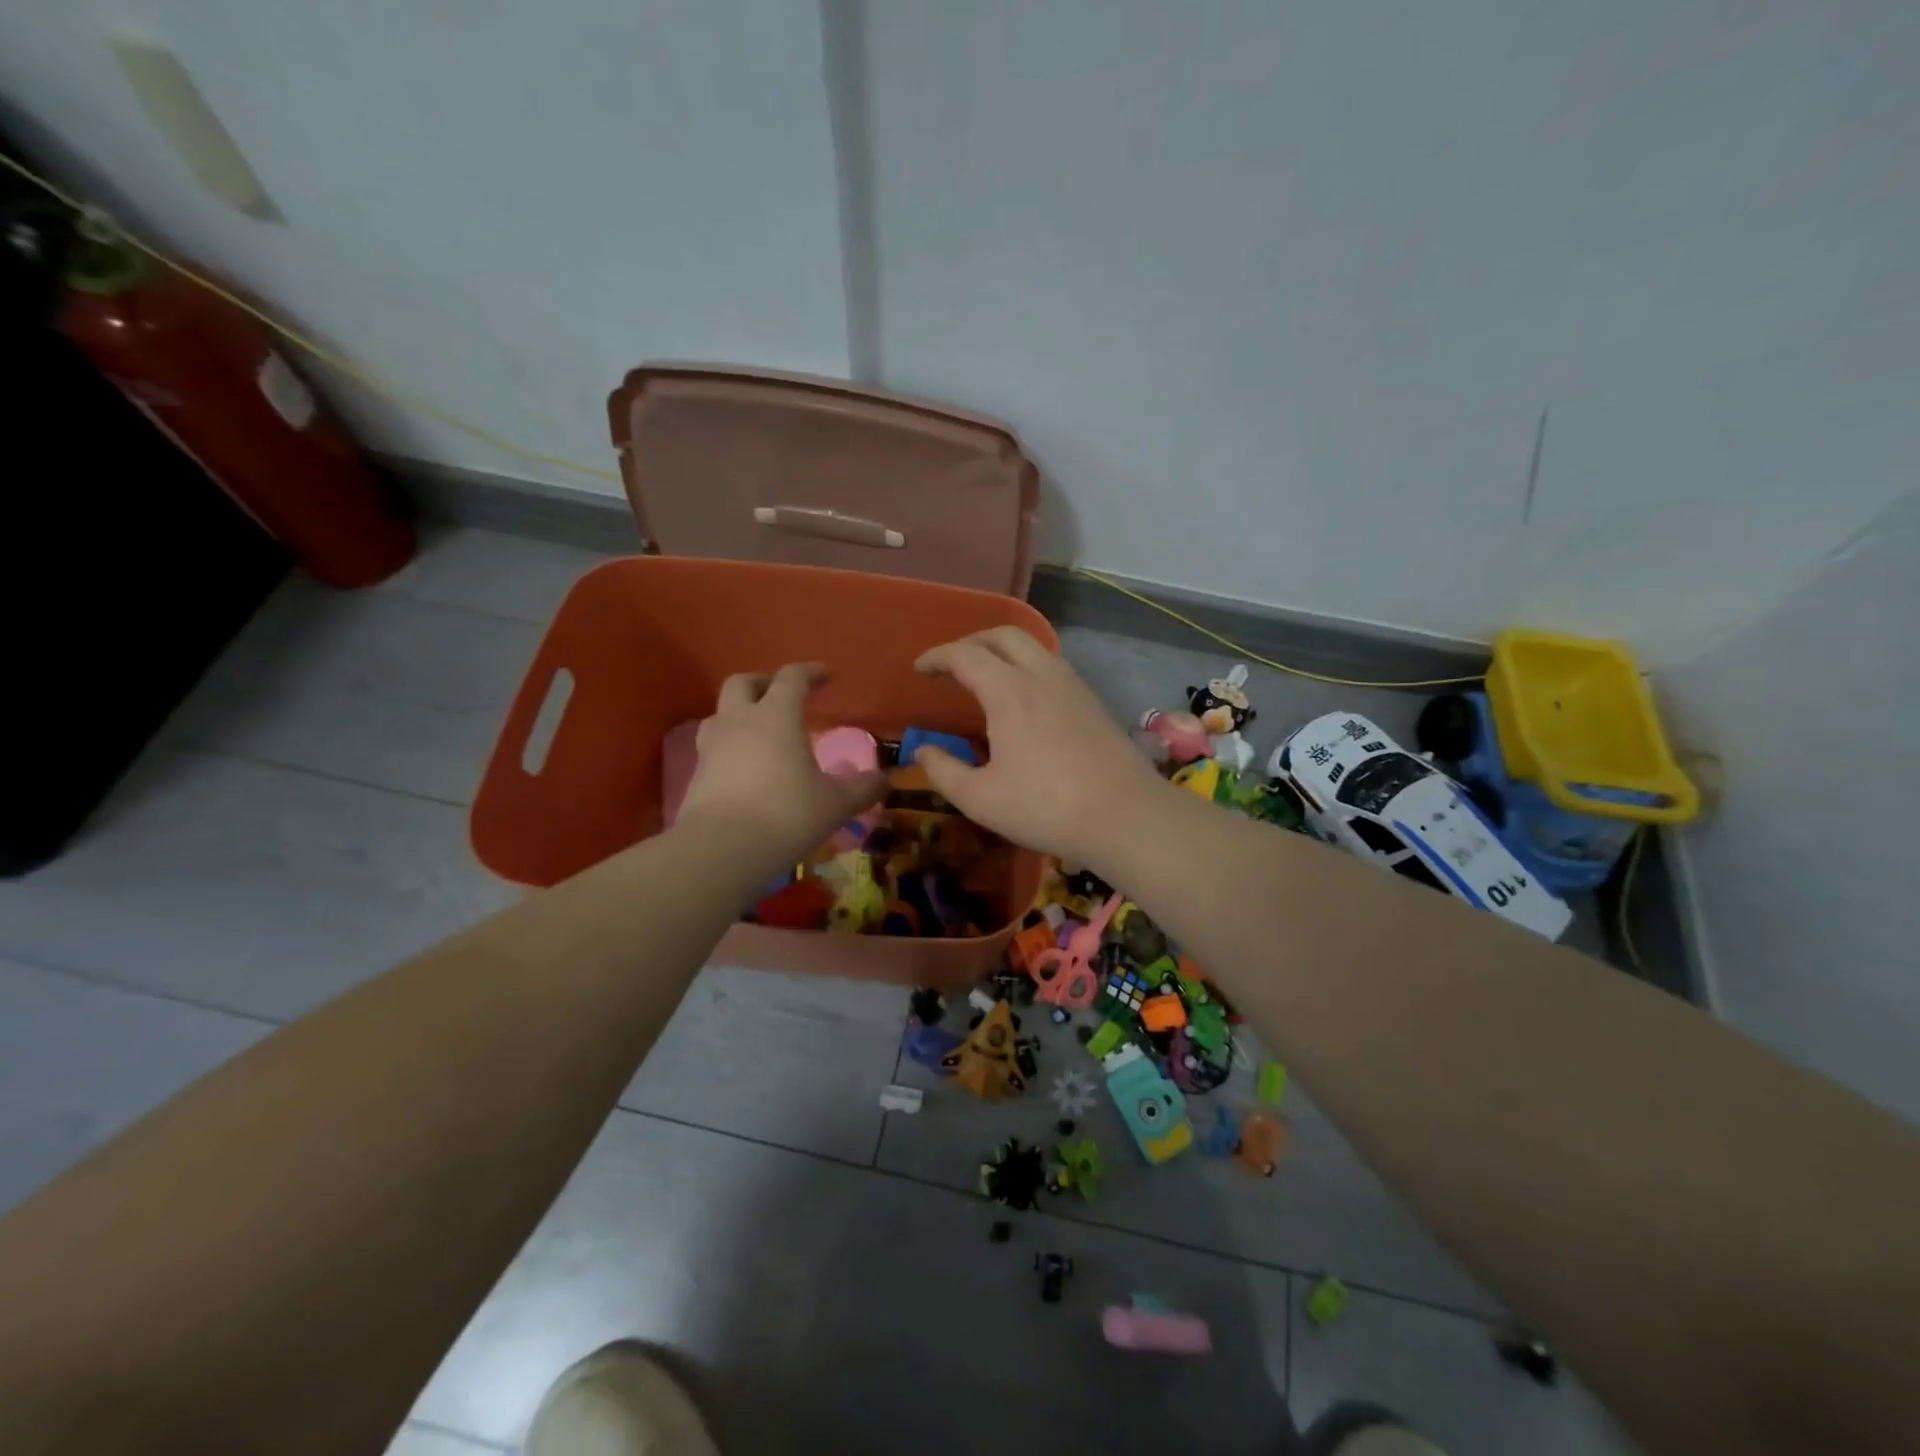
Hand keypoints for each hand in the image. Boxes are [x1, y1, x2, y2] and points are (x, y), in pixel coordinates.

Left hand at [677, 664, 885, 865]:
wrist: (721, 848)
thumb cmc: (786, 814)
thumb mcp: (835, 804)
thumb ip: (862, 789)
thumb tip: (883, 780)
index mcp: (777, 716)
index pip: (792, 678)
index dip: (810, 672)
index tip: (825, 675)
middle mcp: (740, 721)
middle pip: (743, 683)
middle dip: (764, 683)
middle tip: (782, 695)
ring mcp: (712, 746)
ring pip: (720, 713)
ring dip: (740, 713)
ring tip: (759, 731)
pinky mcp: (696, 774)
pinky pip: (713, 747)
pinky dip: (730, 747)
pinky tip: (744, 767)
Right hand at [912, 627, 1166, 865]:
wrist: (1126, 816)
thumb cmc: (1046, 808)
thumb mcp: (981, 799)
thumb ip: (944, 771)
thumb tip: (922, 751)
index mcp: (1009, 691)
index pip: (965, 655)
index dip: (937, 657)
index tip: (919, 670)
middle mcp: (1043, 675)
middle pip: (1004, 635)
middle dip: (972, 641)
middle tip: (952, 664)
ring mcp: (1074, 686)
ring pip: (1034, 647)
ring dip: (1004, 651)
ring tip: (987, 677)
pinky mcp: (1093, 702)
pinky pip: (1053, 666)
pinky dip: (1028, 667)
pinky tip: (1025, 700)